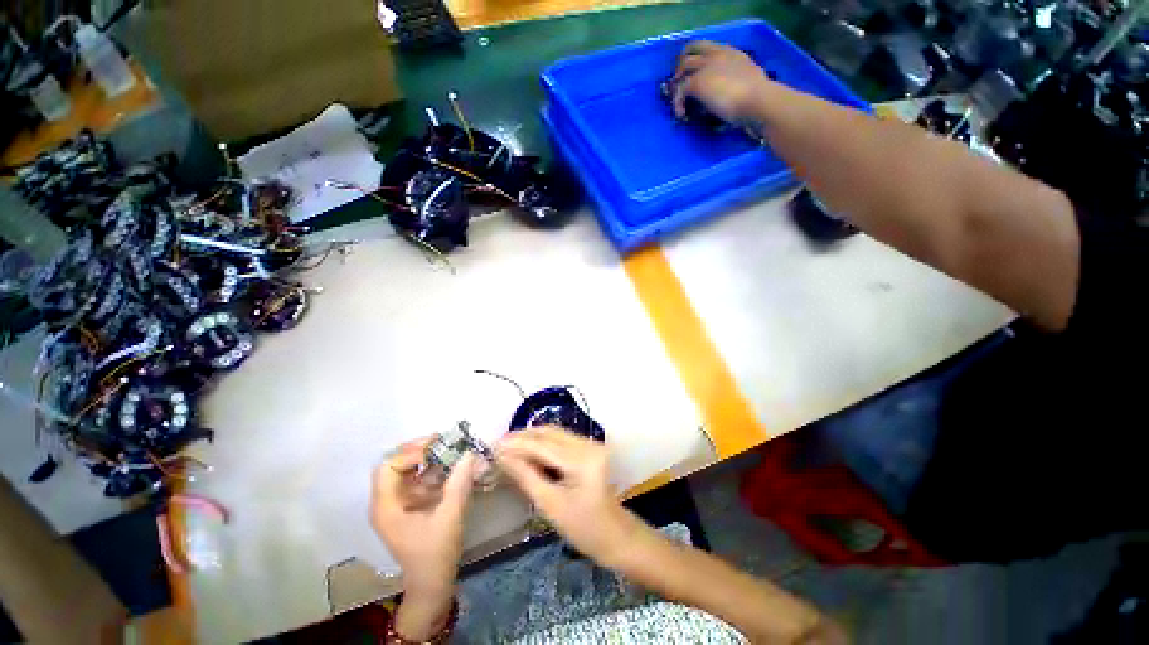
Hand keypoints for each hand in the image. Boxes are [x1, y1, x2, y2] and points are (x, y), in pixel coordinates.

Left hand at [371, 439, 476, 637]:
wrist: (432, 584)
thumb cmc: (435, 553)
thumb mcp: (450, 516)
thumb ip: (459, 483)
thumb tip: (470, 452)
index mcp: (387, 507)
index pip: (389, 466)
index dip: (412, 453)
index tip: (437, 449)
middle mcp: (388, 502)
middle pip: (397, 465)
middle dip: (420, 451)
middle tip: (444, 442)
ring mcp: (399, 505)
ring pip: (409, 471)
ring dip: (430, 459)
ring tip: (452, 449)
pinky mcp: (411, 508)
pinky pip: (420, 481)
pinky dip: (435, 471)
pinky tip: (453, 467)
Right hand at [496, 426, 637, 565]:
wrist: (616, 535)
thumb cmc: (584, 529)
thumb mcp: (550, 505)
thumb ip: (526, 476)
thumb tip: (502, 456)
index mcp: (583, 460)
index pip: (543, 445)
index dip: (516, 443)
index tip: (492, 445)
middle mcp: (589, 444)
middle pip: (549, 433)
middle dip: (522, 437)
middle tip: (498, 444)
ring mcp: (591, 444)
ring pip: (555, 433)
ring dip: (531, 438)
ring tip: (508, 446)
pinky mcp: (590, 448)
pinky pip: (561, 440)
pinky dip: (542, 443)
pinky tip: (527, 450)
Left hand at [672, 41, 772, 124]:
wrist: (756, 100)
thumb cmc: (756, 95)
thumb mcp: (747, 79)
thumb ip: (736, 80)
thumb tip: (731, 92)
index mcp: (730, 53)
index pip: (707, 48)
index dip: (696, 58)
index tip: (692, 72)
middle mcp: (716, 54)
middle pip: (690, 50)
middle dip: (680, 67)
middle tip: (678, 85)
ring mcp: (705, 66)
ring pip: (682, 68)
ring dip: (677, 86)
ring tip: (678, 104)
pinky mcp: (697, 82)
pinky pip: (680, 91)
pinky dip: (677, 104)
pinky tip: (681, 115)